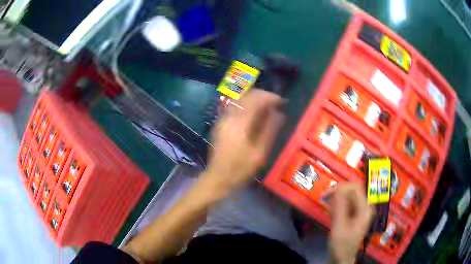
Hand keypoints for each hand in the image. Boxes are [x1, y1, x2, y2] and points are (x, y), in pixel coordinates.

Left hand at [201, 89, 284, 195]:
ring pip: (240, 99)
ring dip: (255, 99)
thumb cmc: (240, 169)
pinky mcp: (220, 123)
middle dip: (263, 96)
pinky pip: (235, 107)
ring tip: (268, 108)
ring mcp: (223, 119)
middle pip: (247, 95)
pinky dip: (247, 105)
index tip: (283, 102)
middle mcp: (230, 116)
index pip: (256, 99)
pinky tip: (255, 115)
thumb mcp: (259, 153)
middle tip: (276, 104)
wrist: (218, 178)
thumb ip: (270, 130)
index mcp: (240, 123)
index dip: (271, 97)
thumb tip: (279, 114)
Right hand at [329, 183, 373, 263]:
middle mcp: (364, 206)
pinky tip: (331, 213)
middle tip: (324, 200)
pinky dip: (337, 205)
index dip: (342, 187)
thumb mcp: (339, 228)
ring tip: (328, 208)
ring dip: (336, 199)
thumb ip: (340, 208)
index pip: (355, 187)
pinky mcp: (353, 214)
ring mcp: (359, 210)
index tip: (327, 194)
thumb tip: (337, 189)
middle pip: (352, 190)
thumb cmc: (342, 245)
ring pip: (347, 196)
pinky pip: (345, 203)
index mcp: (365, 208)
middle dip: (338, 193)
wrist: (342, 258)